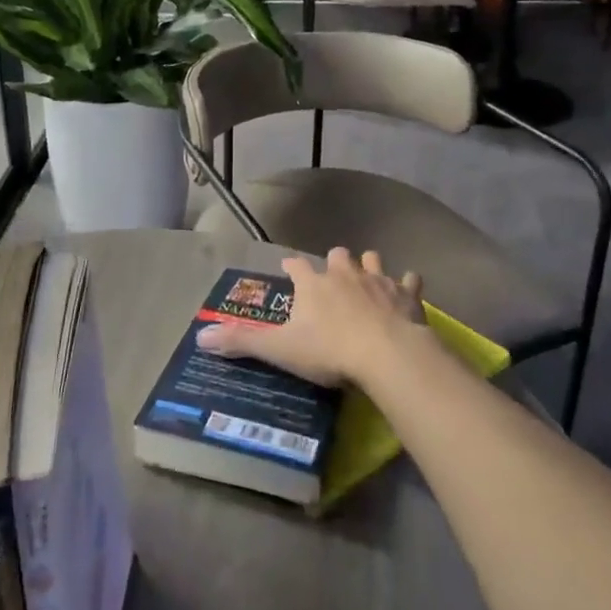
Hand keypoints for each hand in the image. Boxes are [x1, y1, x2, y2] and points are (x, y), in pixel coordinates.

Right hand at [196, 247, 422, 387]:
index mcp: (313, 284)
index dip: (291, 267)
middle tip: (332, 276)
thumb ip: (242, 341)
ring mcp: (378, 280)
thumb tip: (200, 336)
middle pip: (337, 255)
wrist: (385, 354)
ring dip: (369, 266)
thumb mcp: (280, 348)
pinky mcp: (407, 294)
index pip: (296, 266)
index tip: (288, 268)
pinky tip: (408, 289)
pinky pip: (410, 281)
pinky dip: (408, 284)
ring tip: (367, 277)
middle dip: (334, 262)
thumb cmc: (329, 350)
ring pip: (372, 259)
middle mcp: (344, 273)